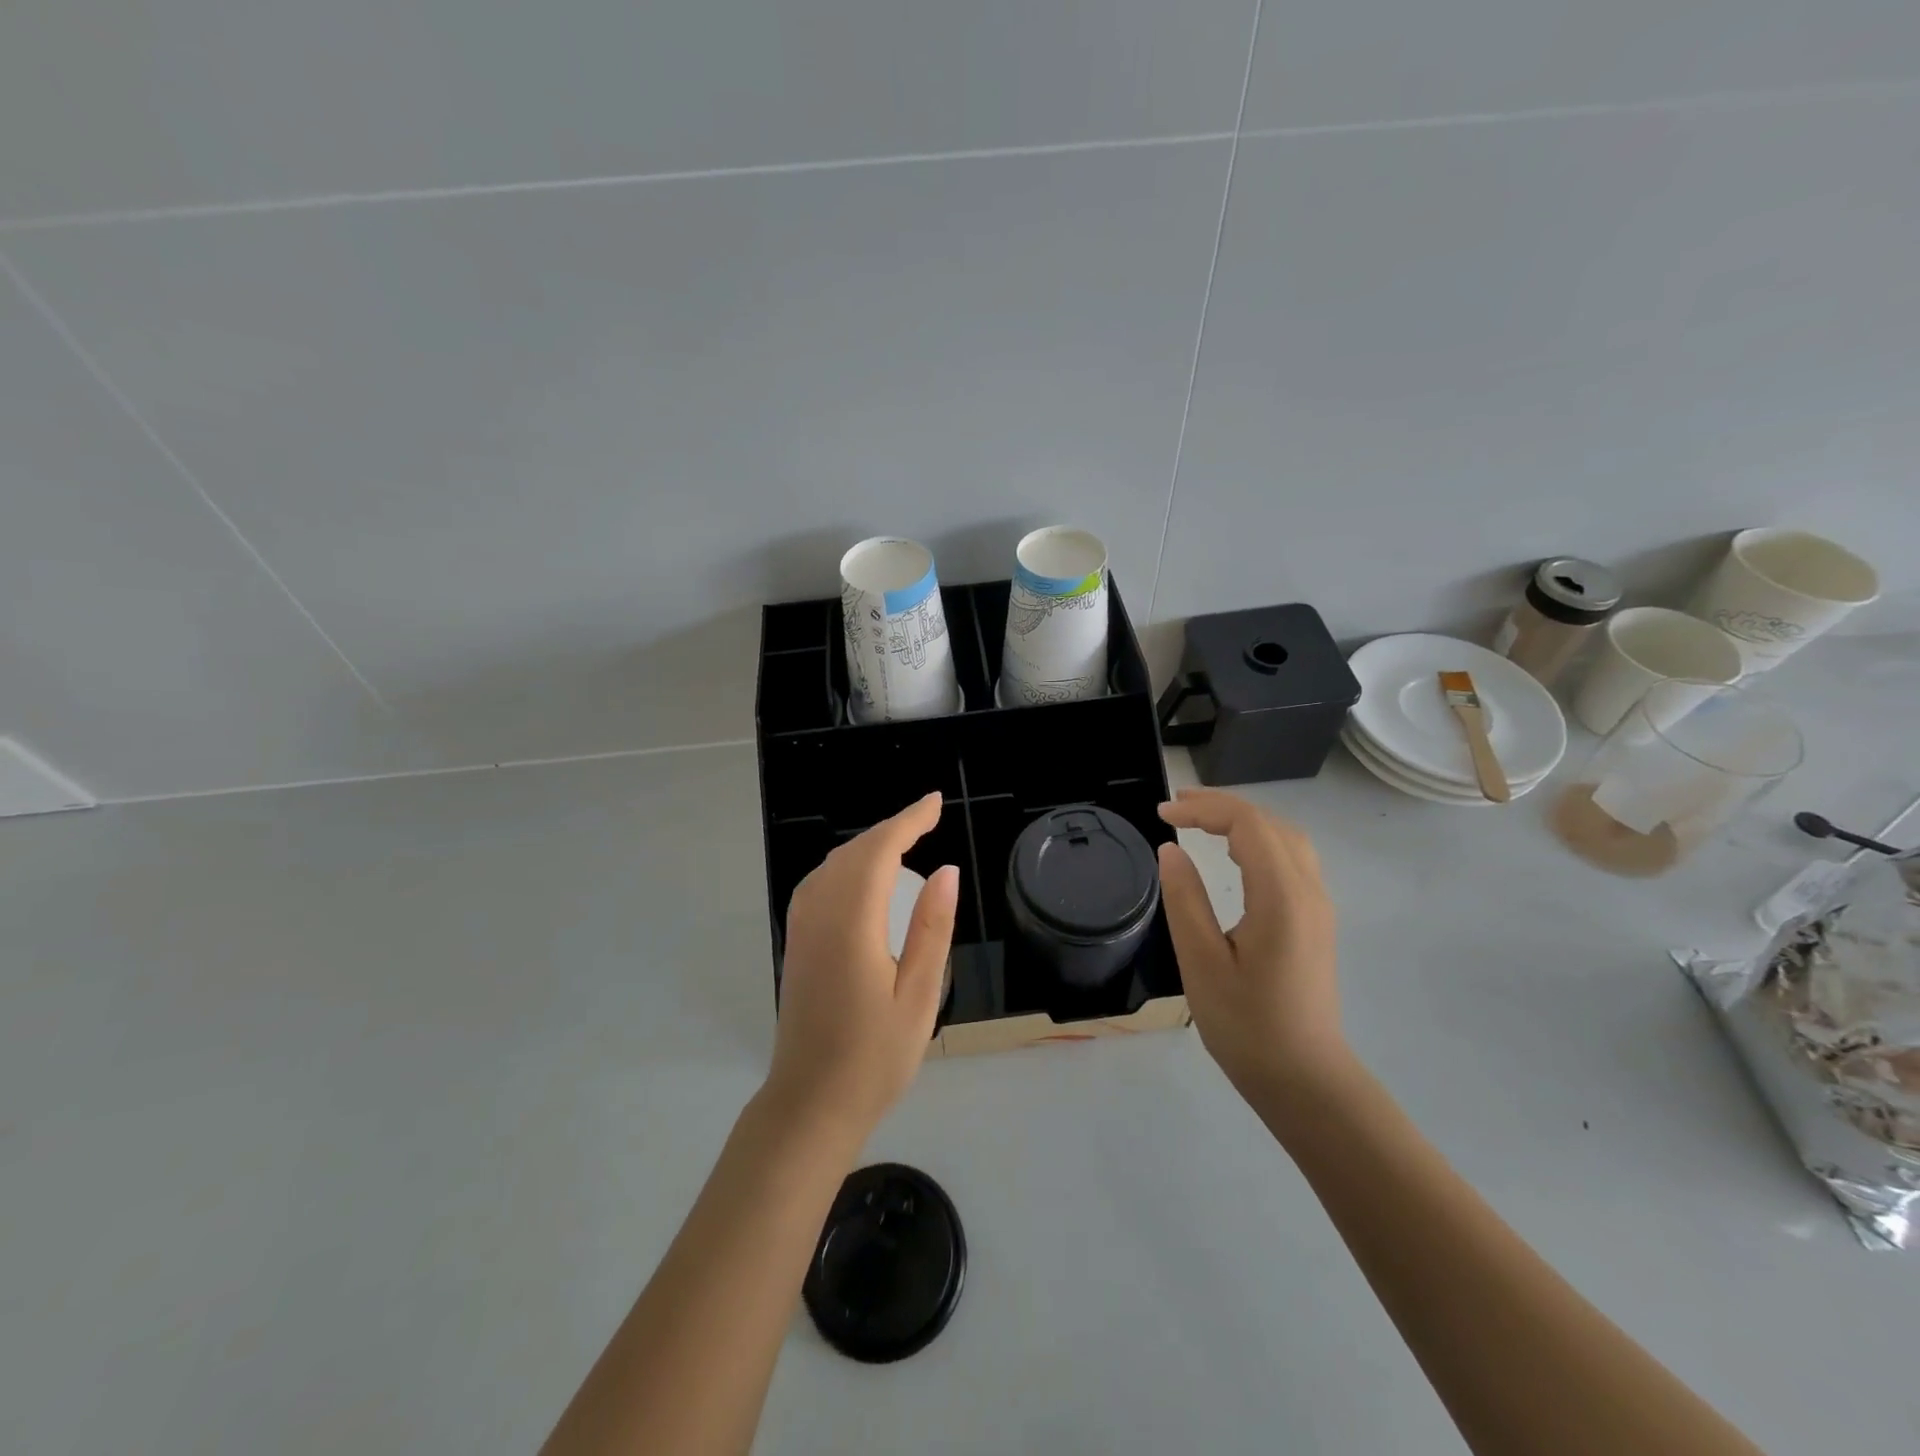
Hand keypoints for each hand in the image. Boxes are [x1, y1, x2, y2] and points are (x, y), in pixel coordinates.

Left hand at [767, 791, 958, 1136]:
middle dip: (892, 828)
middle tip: (929, 819)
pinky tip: (867, 877)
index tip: (936, 803)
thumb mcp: (919, 995)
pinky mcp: (797, 942)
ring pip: (833, 864)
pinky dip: (849, 865)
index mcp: (851, 924)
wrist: (810, 1103)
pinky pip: (820, 883)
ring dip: (868, 844)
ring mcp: (801, 928)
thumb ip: (932, 928)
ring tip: (906, 841)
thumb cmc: (874, 1057)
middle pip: (854, 852)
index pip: (879, 851)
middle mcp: (819, 915)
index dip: (908, 821)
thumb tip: (947, 871)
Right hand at [1156, 788, 1349, 1102]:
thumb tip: (1170, 850)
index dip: (1204, 808)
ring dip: (1244, 820)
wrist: (1305, 1079)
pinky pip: (1292, 859)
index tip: (1162, 814)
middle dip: (1223, 805)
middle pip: (1271, 823)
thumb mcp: (1201, 963)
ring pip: (1287, 839)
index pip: (1248, 824)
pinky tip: (1235, 853)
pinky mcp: (1316, 921)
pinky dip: (1260, 840)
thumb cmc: (1247, 1025)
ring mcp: (1318, 906)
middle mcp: (1308, 892)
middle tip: (1176, 807)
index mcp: (1281, 897)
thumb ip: (1185, 900)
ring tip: (1201, 820)